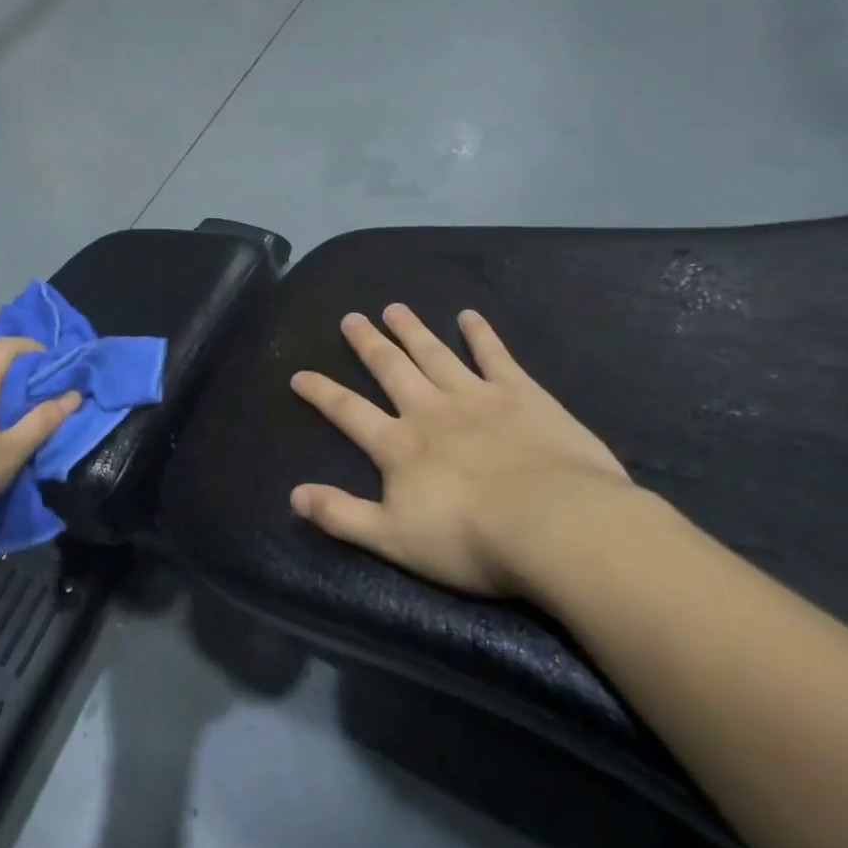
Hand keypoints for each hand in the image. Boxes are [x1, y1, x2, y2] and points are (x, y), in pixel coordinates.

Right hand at [289, 305, 633, 597]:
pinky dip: (481, 334)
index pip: (348, 411)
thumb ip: (342, 516)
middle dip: (368, 343)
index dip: (321, 392)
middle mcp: (429, 410)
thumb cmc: (470, 538)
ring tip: (395, 308)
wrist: (553, 524)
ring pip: (435, 354)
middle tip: (351, 318)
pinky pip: (495, 356)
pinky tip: (470, 315)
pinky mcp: (521, 395)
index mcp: (398, 445)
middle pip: (390, 369)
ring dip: (412, 330)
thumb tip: (294, 497)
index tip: (299, 374)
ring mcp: (476, 396)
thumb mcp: (393, 539)